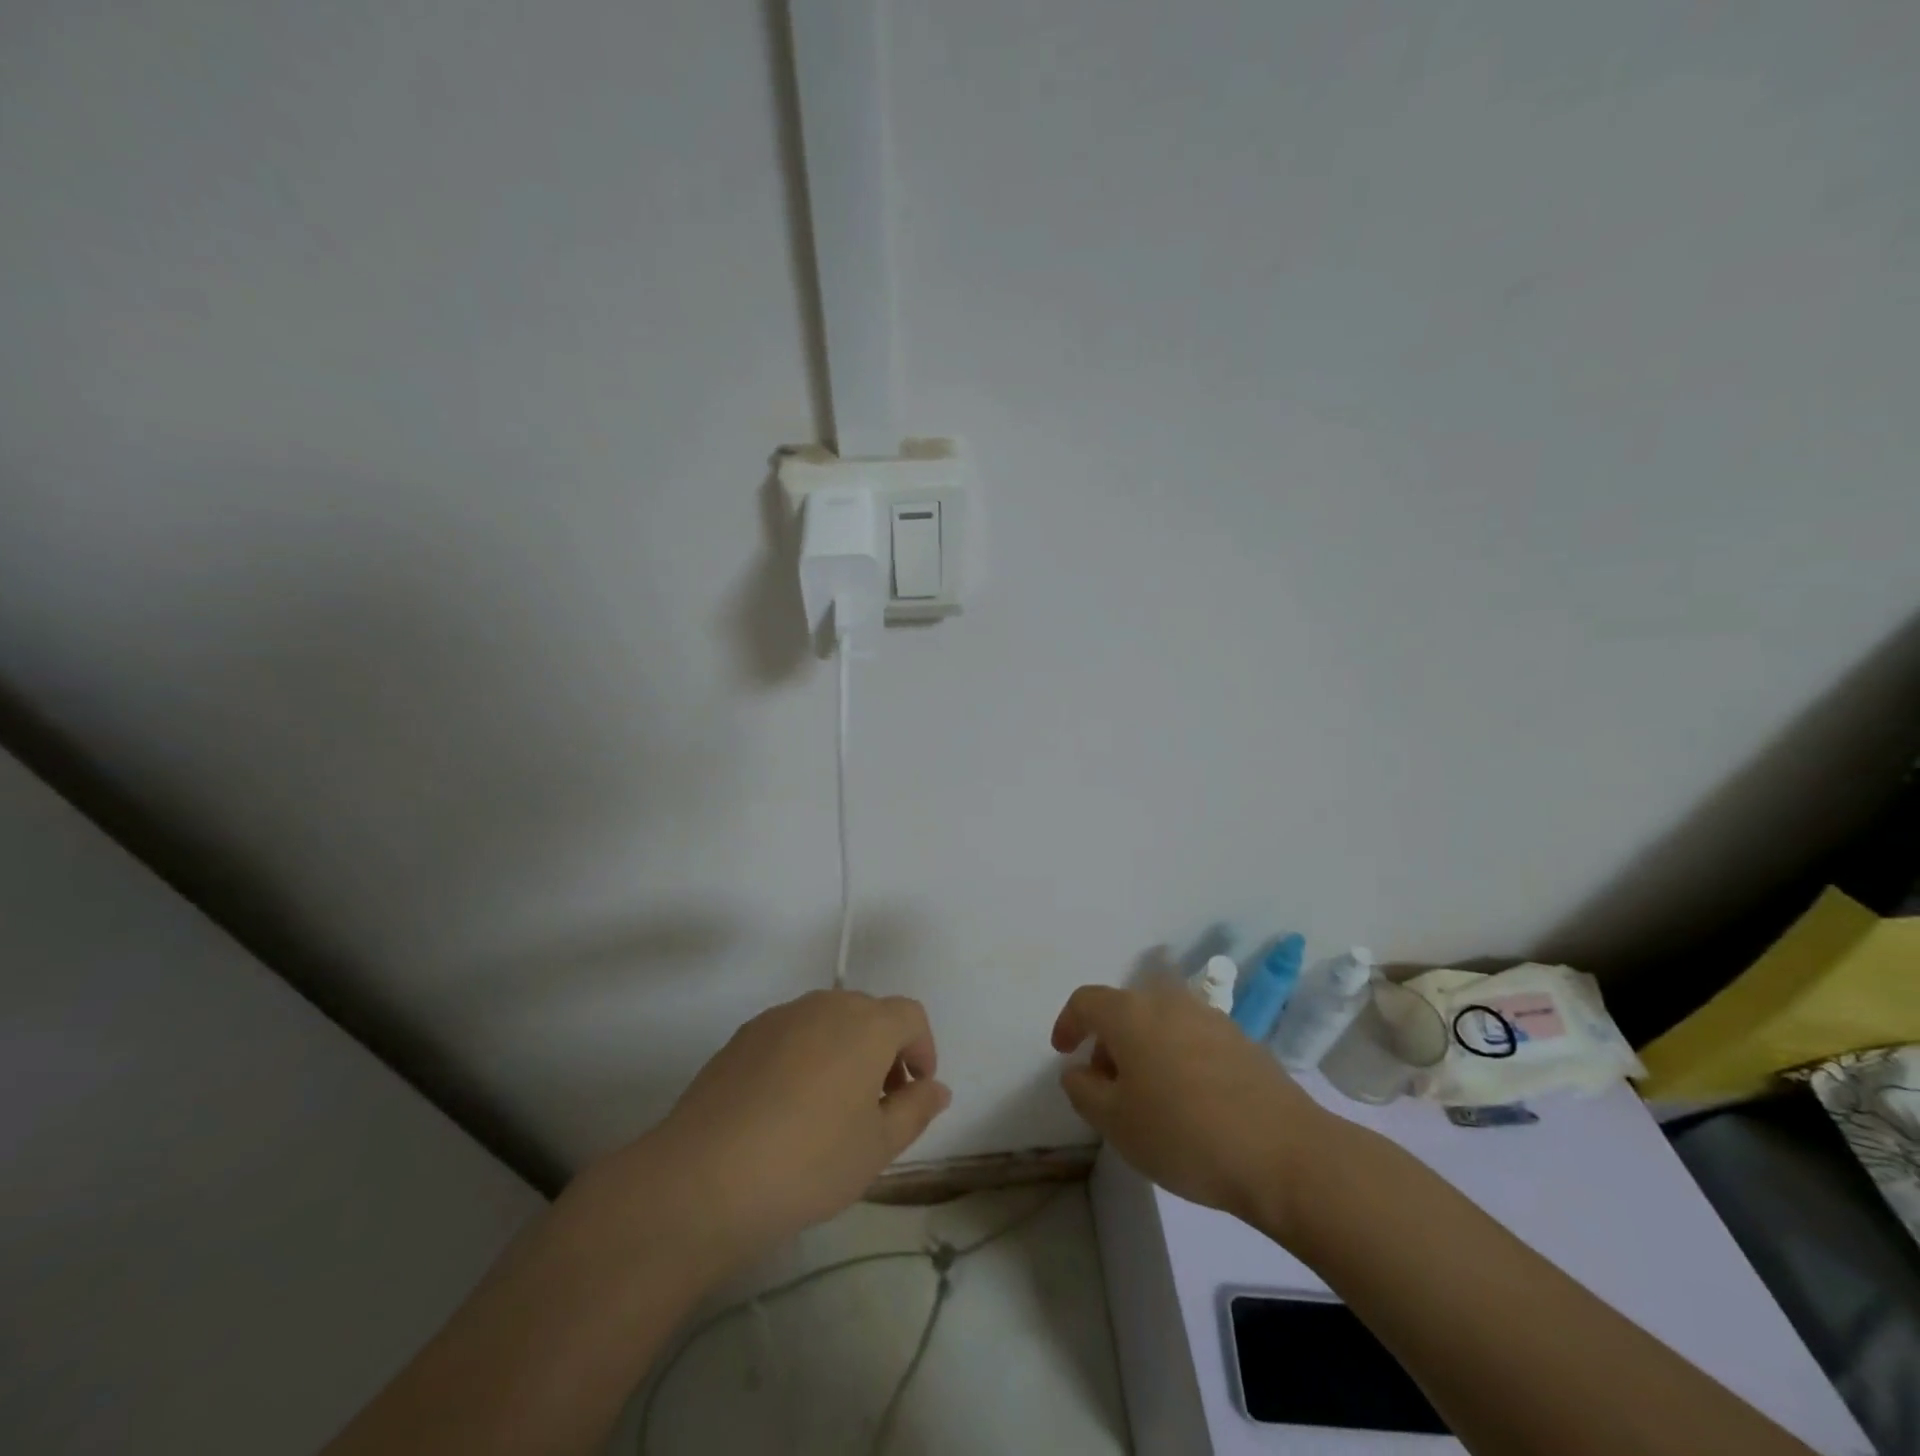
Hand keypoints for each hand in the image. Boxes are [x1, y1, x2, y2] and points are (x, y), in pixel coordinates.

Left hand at [621, 990, 950, 1263]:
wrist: (703, 1177)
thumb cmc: (809, 1161)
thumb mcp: (878, 1147)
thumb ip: (915, 1109)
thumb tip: (936, 1087)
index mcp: (866, 1024)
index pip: (910, 1016)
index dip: (921, 1050)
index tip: (914, 1093)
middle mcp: (824, 1006)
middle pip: (869, 1014)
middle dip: (884, 1051)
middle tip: (878, 1106)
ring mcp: (779, 1018)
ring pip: (827, 1022)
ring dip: (843, 1052)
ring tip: (831, 1110)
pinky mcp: (743, 1037)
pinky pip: (791, 1035)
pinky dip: (805, 1058)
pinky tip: (787, 1109)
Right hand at [1051, 977, 1335, 1233]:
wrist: (1284, 1153)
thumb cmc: (1184, 1135)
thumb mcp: (1116, 1123)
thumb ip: (1084, 1090)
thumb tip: (1078, 1070)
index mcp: (1131, 1013)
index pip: (1086, 1001)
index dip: (1068, 1023)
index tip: (1064, 1053)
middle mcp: (1168, 1001)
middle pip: (1125, 1009)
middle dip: (1108, 1041)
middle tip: (1106, 1084)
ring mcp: (1210, 1017)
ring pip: (1161, 1021)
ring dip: (1144, 1048)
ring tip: (1149, 1096)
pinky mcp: (1242, 1039)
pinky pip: (1193, 1037)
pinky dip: (1177, 1056)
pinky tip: (1189, 1100)